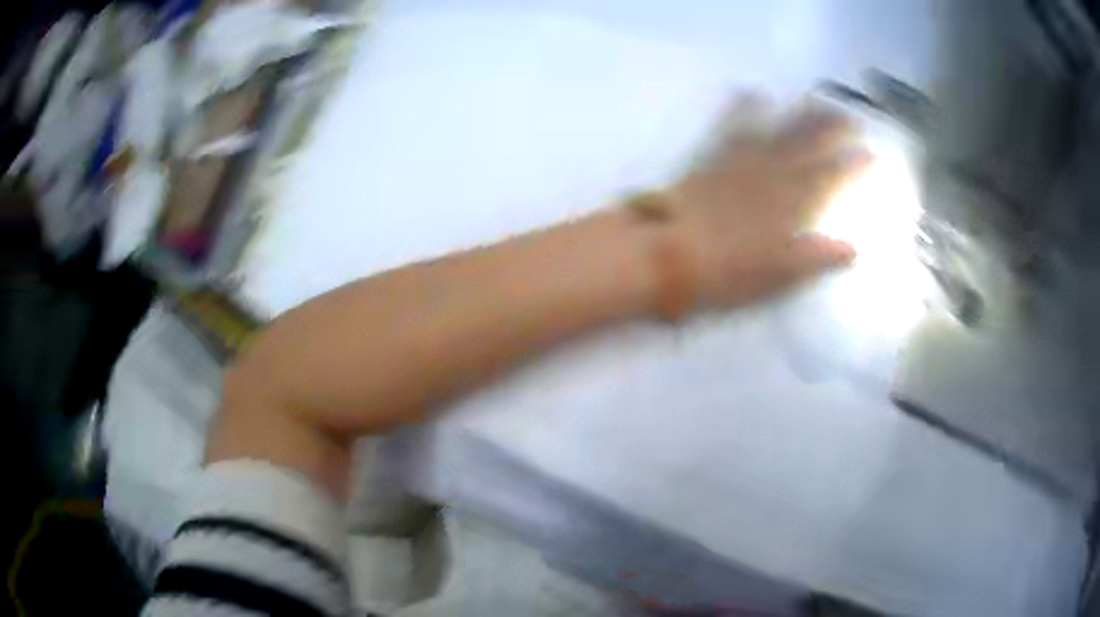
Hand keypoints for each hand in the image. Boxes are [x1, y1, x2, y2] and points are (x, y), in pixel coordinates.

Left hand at [668, 99, 867, 308]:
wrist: (669, 252)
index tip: (869, 153)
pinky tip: (750, 91)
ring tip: (815, 99)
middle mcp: (771, 176)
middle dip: (830, 131)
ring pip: (777, 132)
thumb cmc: (728, 272)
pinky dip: (742, 108)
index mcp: (791, 205)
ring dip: (798, 115)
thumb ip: (817, 258)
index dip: (851, 166)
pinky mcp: (713, 159)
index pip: (829, 180)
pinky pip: (731, 128)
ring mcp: (741, 163)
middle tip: (849, 115)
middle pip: (806, 147)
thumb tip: (854, 249)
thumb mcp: (779, 275)